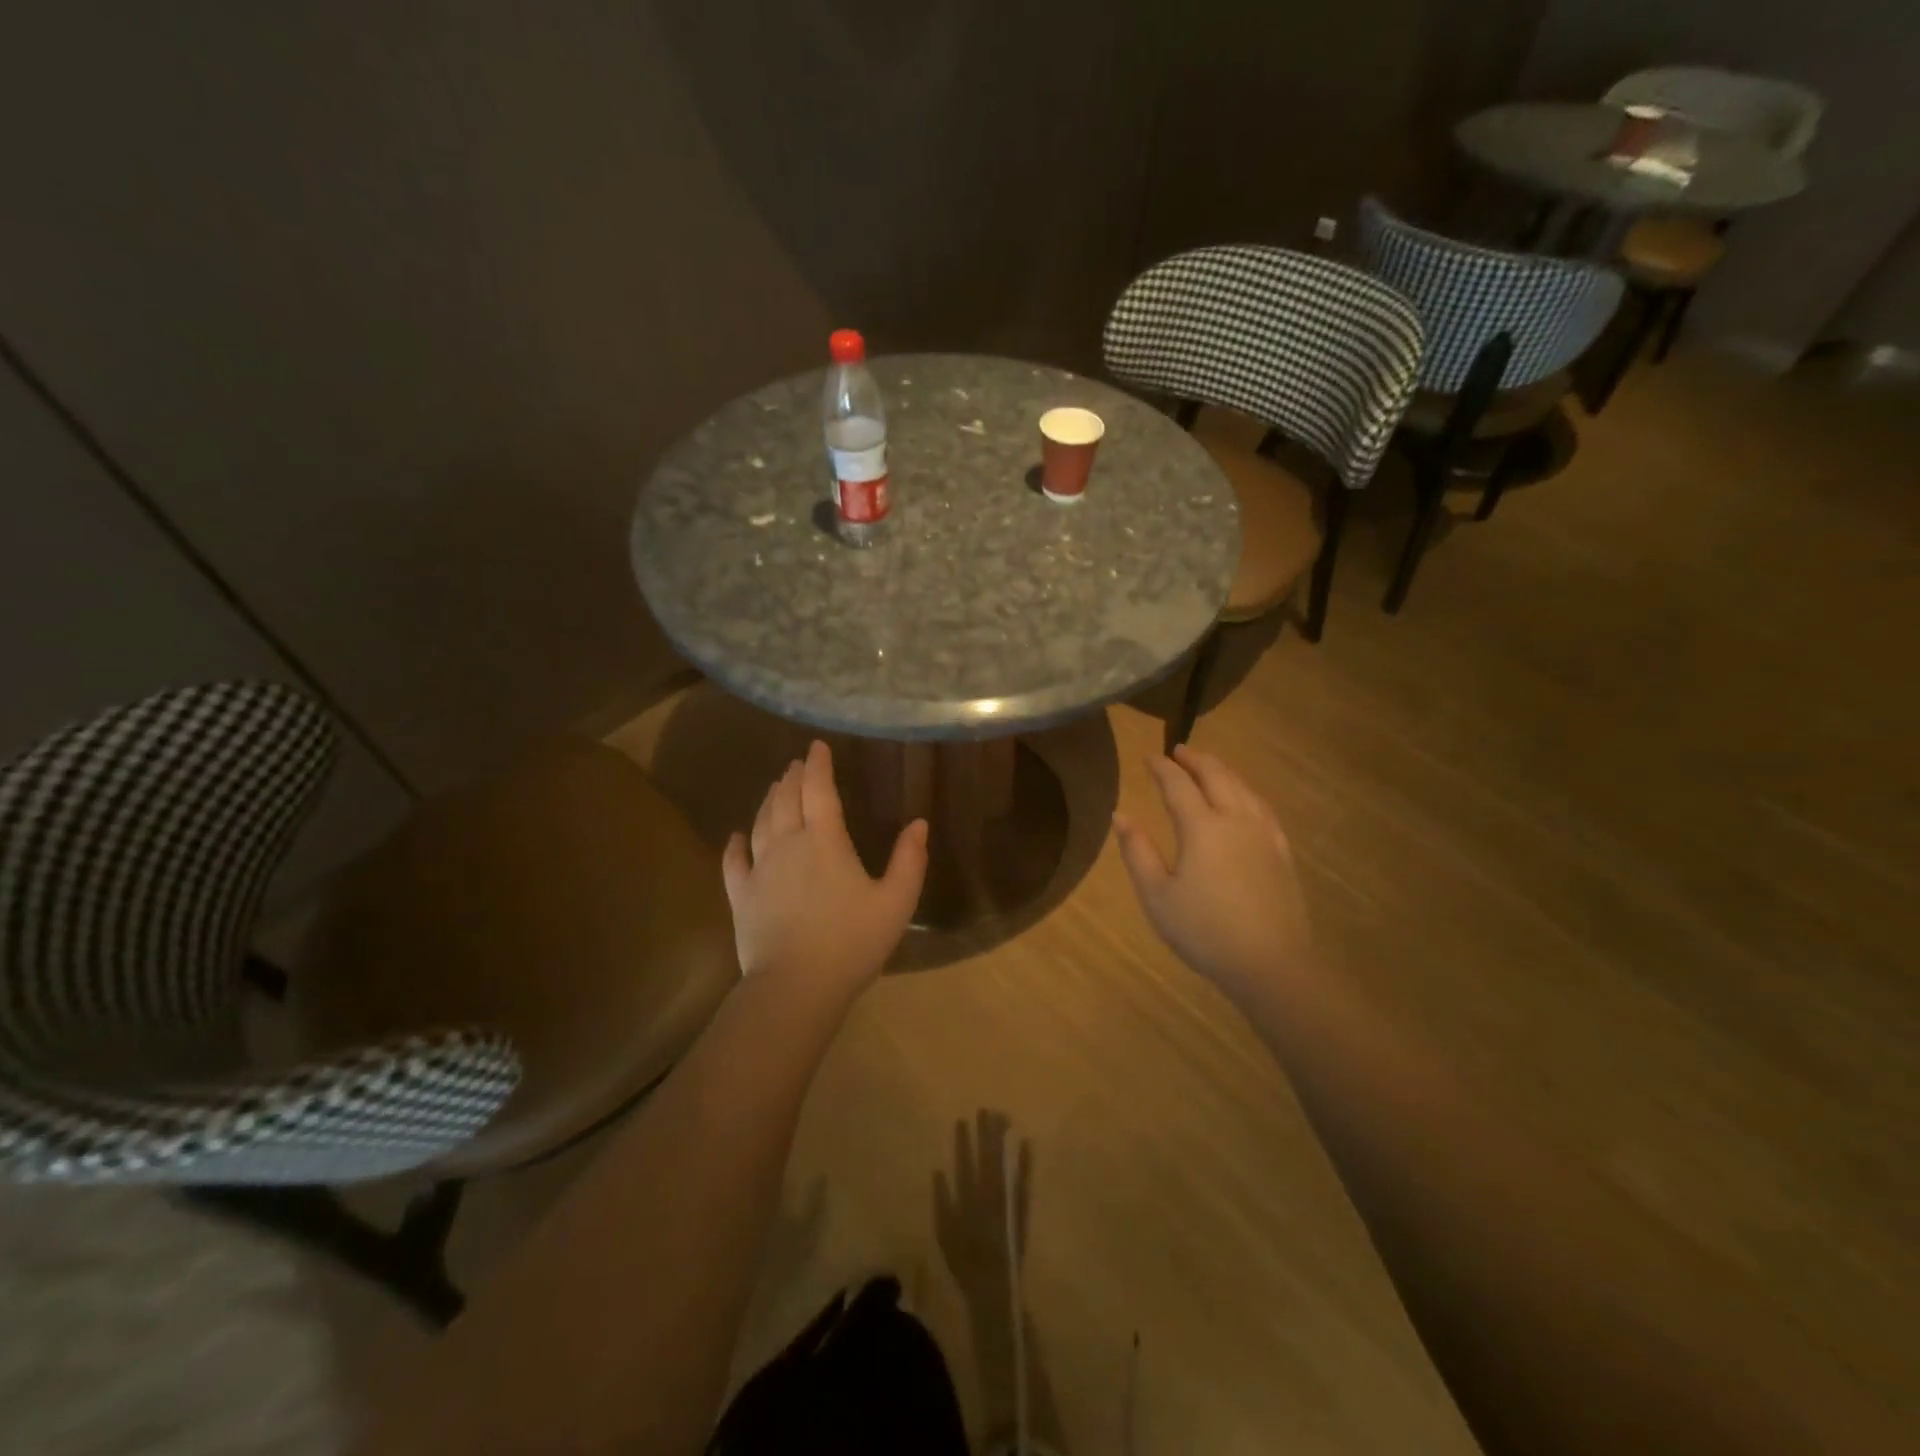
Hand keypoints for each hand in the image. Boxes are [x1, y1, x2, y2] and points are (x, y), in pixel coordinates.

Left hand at [722, 740, 927, 998]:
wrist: (796, 986)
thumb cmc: (852, 942)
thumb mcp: (896, 902)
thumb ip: (909, 860)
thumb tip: (919, 823)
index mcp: (824, 841)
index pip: (819, 790)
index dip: (818, 764)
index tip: (818, 746)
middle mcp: (787, 845)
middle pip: (786, 800)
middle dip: (793, 777)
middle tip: (797, 764)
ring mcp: (759, 869)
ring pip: (760, 823)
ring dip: (769, 800)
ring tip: (776, 787)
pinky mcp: (741, 896)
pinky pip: (734, 861)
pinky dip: (735, 844)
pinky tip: (736, 835)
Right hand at [1113, 745, 1313, 1009]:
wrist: (1270, 964)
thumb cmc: (1204, 931)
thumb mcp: (1156, 896)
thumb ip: (1137, 852)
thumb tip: (1121, 815)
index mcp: (1201, 828)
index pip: (1178, 785)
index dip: (1162, 768)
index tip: (1149, 757)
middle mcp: (1235, 820)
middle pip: (1216, 776)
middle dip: (1195, 760)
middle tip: (1179, 750)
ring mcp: (1263, 835)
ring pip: (1243, 788)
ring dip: (1223, 771)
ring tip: (1209, 765)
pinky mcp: (1281, 852)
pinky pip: (1263, 808)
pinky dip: (1248, 792)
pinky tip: (1246, 798)